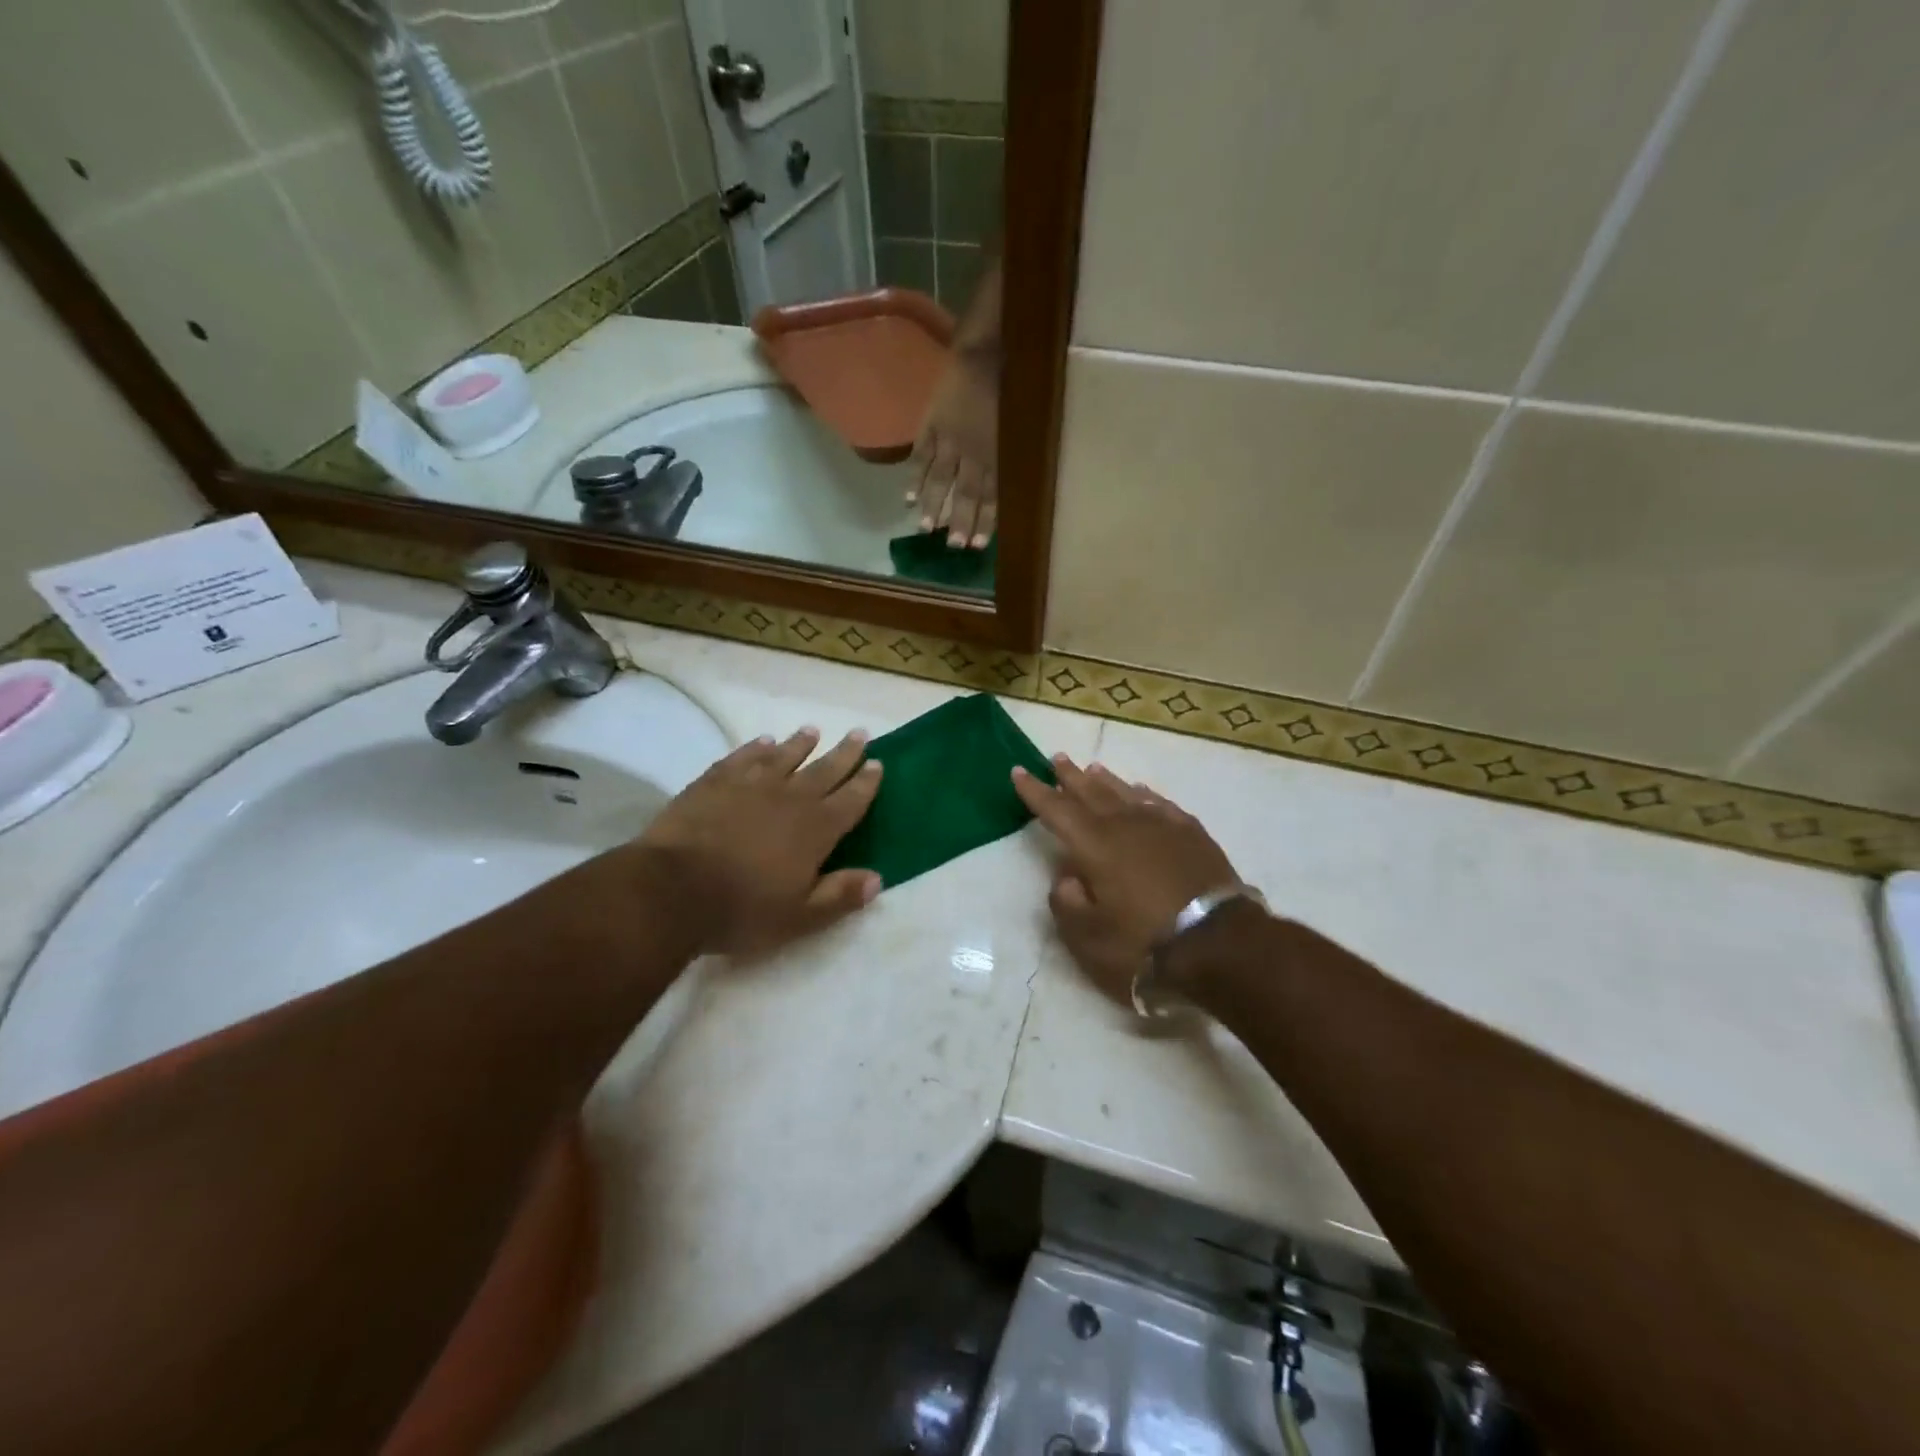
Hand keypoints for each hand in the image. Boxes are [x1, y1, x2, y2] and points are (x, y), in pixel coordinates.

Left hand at [637, 728, 882, 956]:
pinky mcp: (714, 782)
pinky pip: (742, 758)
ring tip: (812, 731)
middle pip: (824, 770)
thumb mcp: (799, 917)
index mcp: (816, 830)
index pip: (850, 800)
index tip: (878, 764)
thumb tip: (877, 879)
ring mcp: (750, 785)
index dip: (866, 783)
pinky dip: (756, 748)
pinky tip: (763, 741)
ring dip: (801, 743)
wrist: (672, 890)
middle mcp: (789, 799)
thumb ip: (839, 896)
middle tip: (859, 734)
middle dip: (845, 753)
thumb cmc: (741, 910)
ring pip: (784, 757)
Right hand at [907, 353, 997, 549]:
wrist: (985, 348)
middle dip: (959, 521)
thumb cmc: (1010, 384)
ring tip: (925, 528)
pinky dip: (914, 478)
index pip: (991, 495)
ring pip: (940, 479)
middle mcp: (972, 451)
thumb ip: (1012, 455)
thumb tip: (1012, 487)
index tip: (978, 546)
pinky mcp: (930, 424)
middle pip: (965, 492)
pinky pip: (921, 455)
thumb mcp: (1020, 424)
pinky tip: (908, 499)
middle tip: (953, 546)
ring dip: (933, 505)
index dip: (985, 521)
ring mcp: (948, 439)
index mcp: (996, 453)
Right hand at [1012, 756, 1241, 1002]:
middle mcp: (1126, 826)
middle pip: (1091, 793)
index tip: (1018, 771)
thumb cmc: (1144, 944)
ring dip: (1105, 781)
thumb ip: (1066, 902)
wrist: (1220, 944)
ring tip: (1092, 768)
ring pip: (1126, 793)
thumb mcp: (1088, 937)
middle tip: (1057, 758)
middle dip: (1070, 777)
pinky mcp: (1193, 835)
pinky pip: (1160, 804)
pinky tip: (1141, 792)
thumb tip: (1067, 878)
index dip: (1035, 792)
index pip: (1057, 811)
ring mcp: (1163, 826)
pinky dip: (1144, 795)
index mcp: (1095, 846)